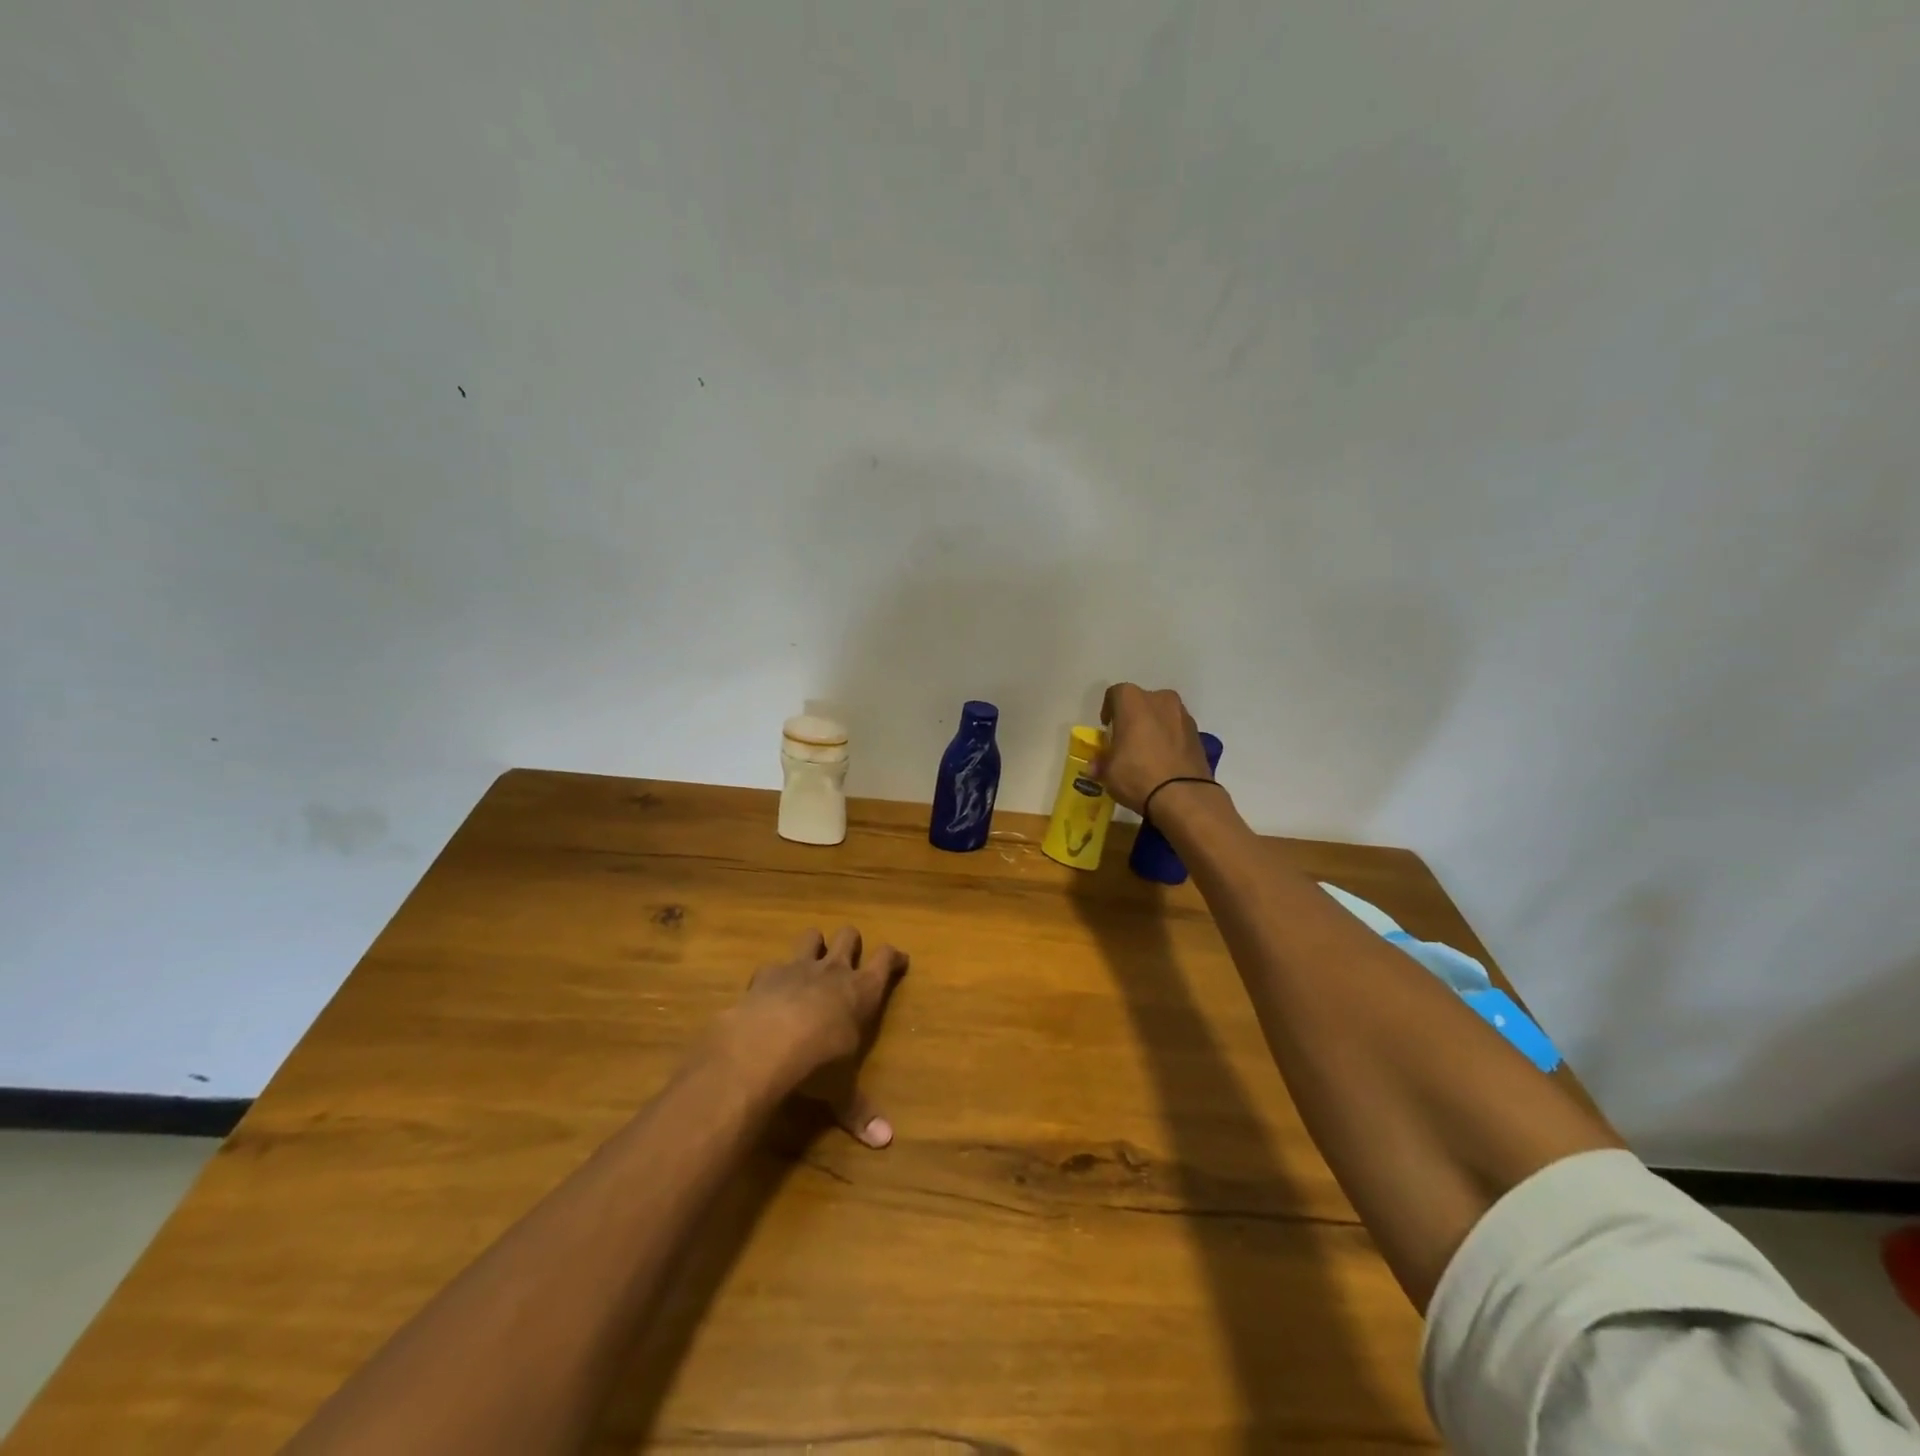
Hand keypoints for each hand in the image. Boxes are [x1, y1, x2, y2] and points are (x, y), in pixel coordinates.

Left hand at [723, 926, 907, 1147]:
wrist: (765, 1045)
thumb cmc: (817, 1064)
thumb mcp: (841, 1090)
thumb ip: (859, 1110)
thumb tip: (885, 1142)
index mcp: (862, 991)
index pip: (885, 960)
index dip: (894, 957)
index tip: (899, 959)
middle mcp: (834, 970)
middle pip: (849, 936)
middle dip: (851, 942)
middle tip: (851, 956)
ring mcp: (798, 967)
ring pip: (811, 936)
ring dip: (813, 945)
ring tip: (812, 960)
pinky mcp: (766, 974)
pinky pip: (773, 964)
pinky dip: (774, 974)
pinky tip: (770, 990)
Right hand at [1097, 683, 1215, 815]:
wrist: (1183, 795)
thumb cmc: (1137, 775)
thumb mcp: (1108, 772)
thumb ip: (1101, 762)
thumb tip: (1097, 765)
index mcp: (1133, 700)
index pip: (1115, 694)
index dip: (1108, 710)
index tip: (1107, 730)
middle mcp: (1160, 699)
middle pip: (1141, 702)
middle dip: (1133, 717)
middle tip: (1126, 740)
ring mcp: (1182, 715)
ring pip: (1162, 715)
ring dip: (1153, 727)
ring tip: (1147, 752)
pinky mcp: (1198, 733)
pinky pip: (1176, 730)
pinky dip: (1169, 739)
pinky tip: (1164, 760)